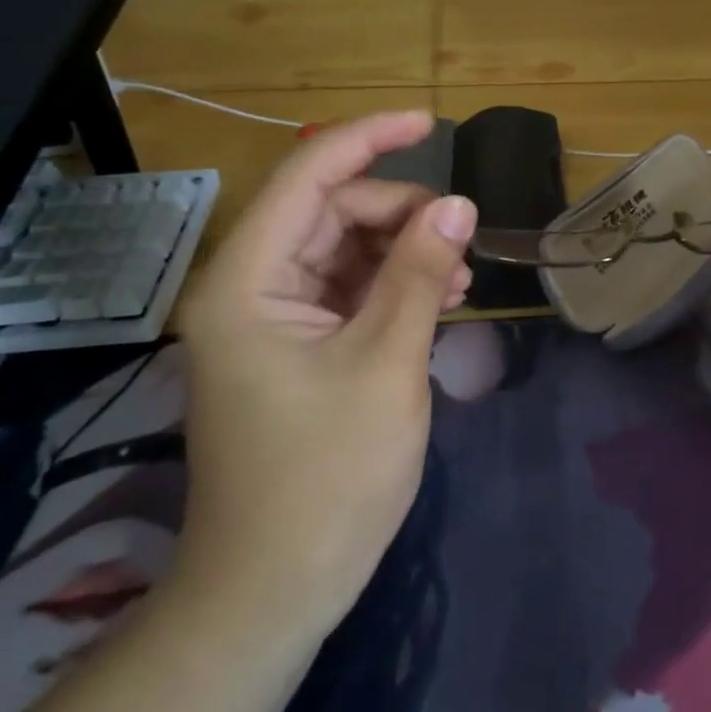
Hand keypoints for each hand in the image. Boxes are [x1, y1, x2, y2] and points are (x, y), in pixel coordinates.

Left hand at [174, 112, 476, 641]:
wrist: (274, 588)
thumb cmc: (326, 477)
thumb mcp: (388, 362)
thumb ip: (421, 273)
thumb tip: (457, 202)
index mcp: (248, 280)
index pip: (308, 176)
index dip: (370, 138)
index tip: (431, 123)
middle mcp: (250, 287)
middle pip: (333, 212)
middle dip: (402, 214)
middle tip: (462, 246)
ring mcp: (272, 319)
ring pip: (346, 250)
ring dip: (405, 252)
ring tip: (459, 281)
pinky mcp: (295, 347)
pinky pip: (349, 290)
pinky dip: (394, 287)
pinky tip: (438, 302)